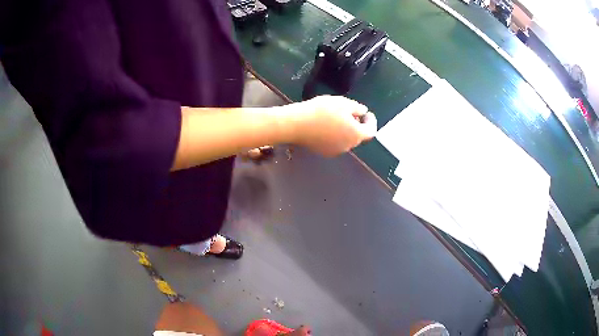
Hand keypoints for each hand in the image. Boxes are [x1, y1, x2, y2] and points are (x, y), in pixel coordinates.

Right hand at [286, 95, 376, 156]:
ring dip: (346, 130)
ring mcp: (335, 151)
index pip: (371, 131)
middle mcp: (348, 146)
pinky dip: (335, 135)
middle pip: (358, 136)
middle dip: (357, 125)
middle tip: (351, 113)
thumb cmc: (322, 111)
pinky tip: (326, 126)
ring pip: (346, 140)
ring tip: (337, 118)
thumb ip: (357, 108)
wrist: (297, 124)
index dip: (371, 121)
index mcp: (356, 135)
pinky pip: (335, 143)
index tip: (367, 114)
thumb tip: (363, 112)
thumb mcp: (343, 103)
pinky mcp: (323, 152)